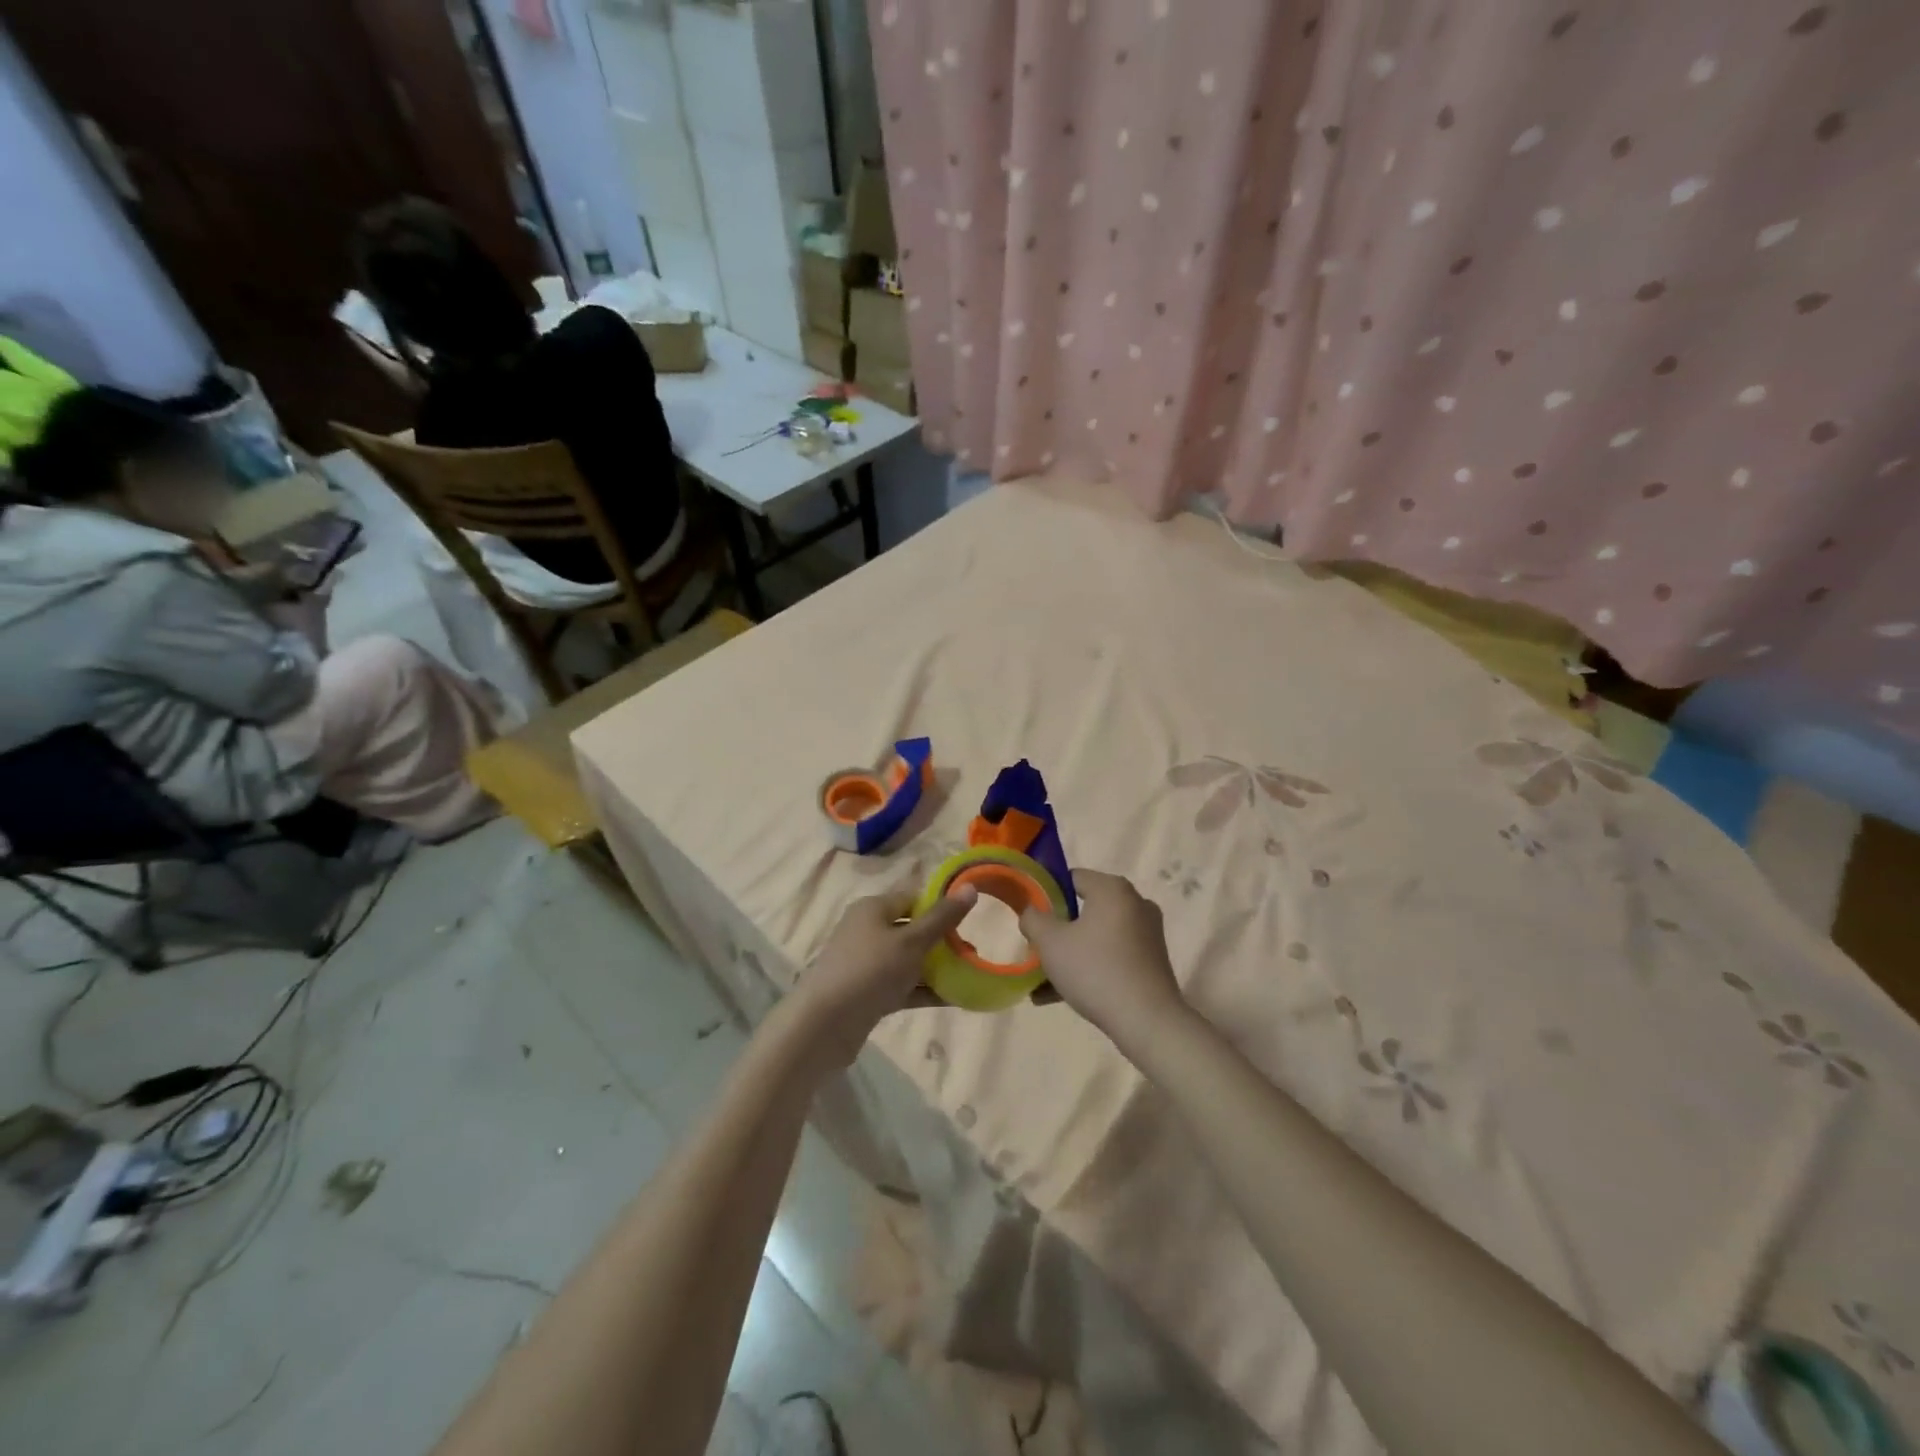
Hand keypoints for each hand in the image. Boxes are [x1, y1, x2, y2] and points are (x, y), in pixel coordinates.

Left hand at [789, 887, 976, 1068]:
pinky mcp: (867, 993)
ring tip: (969, 976)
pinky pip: (902, 986)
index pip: (913, 897)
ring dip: (936, 968)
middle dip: (942, 940)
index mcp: (873, 908)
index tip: (969, 919)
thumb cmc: (870, 971)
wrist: (823, 1026)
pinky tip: (953, 999)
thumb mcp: (911, 941)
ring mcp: (866, 964)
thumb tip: (969, 887)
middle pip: (911, 929)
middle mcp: (867, 931)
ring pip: (908, 960)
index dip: (941, 905)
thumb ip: (942, 917)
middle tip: (972, 952)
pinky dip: (924, 990)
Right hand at [1019, 870, 1185, 1047]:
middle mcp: (1135, 903)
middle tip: (1036, 950)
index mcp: (1113, 889)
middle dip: (1057, 930)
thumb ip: (1033, 919)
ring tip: (1041, 982)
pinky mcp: (1151, 961)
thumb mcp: (1050, 942)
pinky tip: (1060, 996)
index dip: (1046, 894)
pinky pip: (1112, 956)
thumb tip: (1032, 912)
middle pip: (1084, 909)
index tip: (1031, 918)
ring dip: (1069, 954)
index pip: (1072, 878)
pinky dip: (1089, 968)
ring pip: (1096, 937)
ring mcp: (1147, 933)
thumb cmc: (1095, 970)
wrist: (1146, 1020)